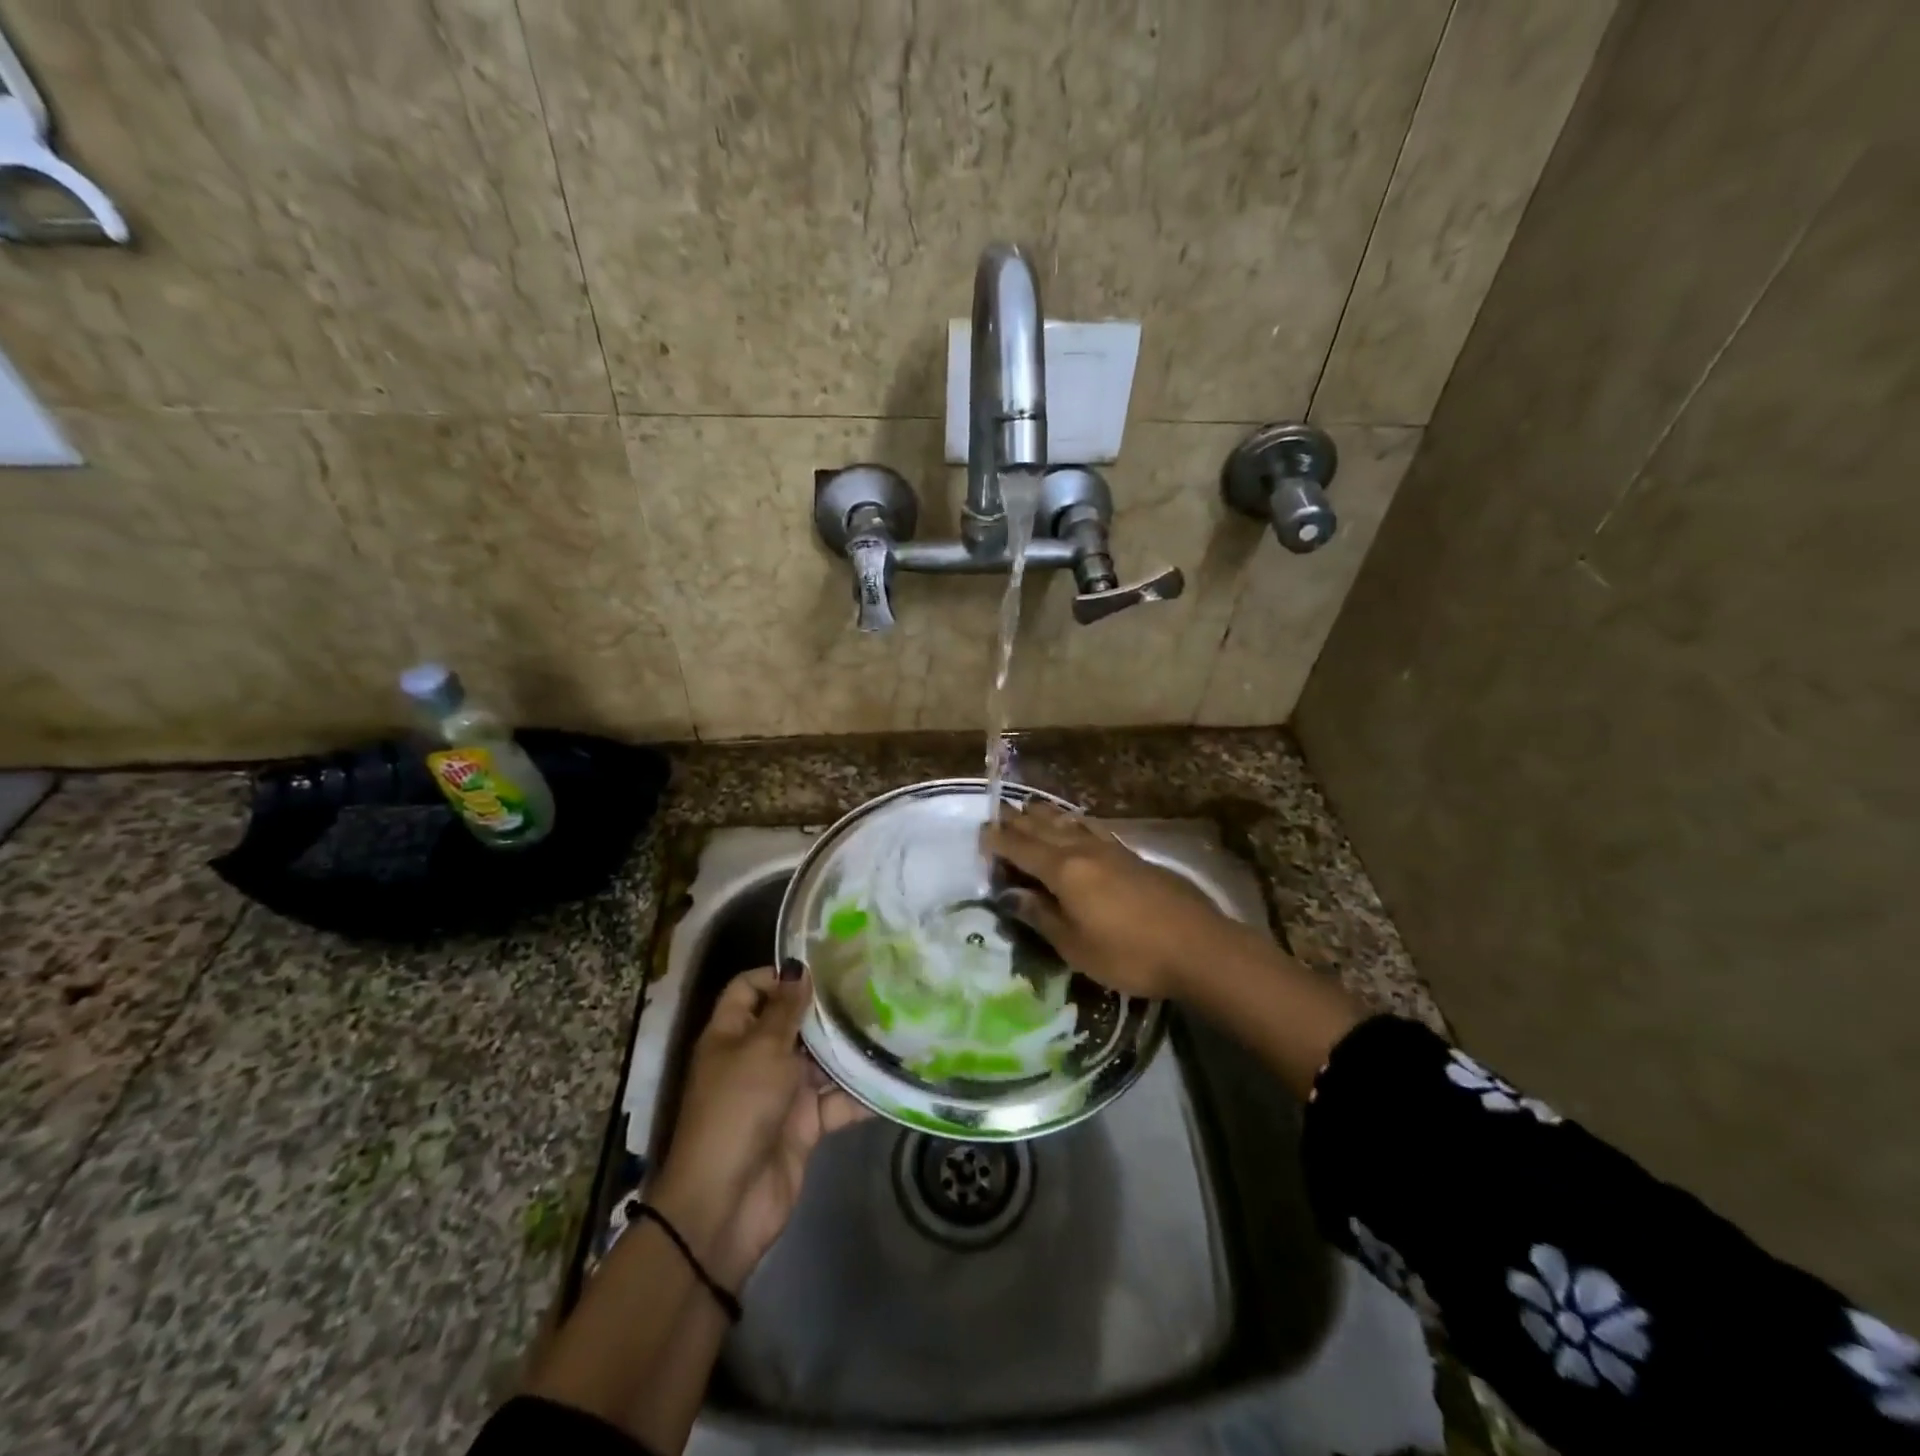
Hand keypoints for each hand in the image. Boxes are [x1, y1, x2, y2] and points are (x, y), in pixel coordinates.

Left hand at [650, 969, 866, 1288]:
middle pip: (792, 1023)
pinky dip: (860, 1093)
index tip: (822, 968)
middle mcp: (756, 1058)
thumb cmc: (737, 1110)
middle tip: (873, 987)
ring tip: (893, 1024)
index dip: (778, 975)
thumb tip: (799, 969)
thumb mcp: (762, 1051)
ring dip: (850, 1048)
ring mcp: (781, 1092)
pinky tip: (894, 1076)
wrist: (726, 1204)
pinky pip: (836, 1101)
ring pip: (820, 1060)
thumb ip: (786, 1011)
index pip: (750, 989)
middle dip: (827, 1009)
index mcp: (732, 1034)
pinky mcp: (804, 1125)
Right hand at [981, 804, 1250, 999]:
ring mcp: (1111, 849)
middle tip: (998, 814)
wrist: (1197, 946)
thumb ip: (1041, 916)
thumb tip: (1011, 894)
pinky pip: (1092, 828)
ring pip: (1069, 822)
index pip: (1021, 847)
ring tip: (1030, 808)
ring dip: (1045, 815)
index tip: (980, 834)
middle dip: (1017, 820)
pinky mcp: (1132, 855)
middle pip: (1043, 828)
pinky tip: (1077, 824)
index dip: (998, 840)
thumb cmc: (1128, 954)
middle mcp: (1083, 850)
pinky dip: (1075, 822)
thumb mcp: (1075, 946)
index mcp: (1063, 870)